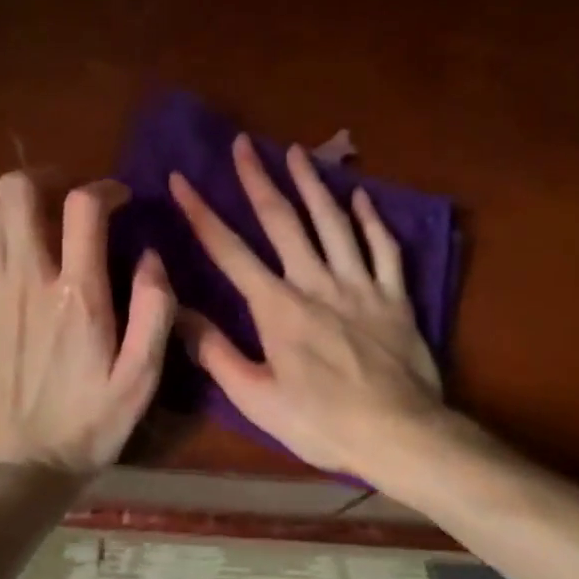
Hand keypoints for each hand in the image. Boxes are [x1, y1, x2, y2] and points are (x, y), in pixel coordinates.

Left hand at [0, 171, 174, 473]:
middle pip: (18, 191)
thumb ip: (154, 311)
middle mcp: (27, 280)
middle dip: (47, 179)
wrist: (12, 474)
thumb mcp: (141, 379)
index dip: (105, 187)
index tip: (120, 200)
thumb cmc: (86, 428)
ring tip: (41, 230)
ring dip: (18, 211)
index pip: (84, 205)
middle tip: (69, 199)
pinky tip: (2, 265)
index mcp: (78, 293)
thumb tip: (151, 256)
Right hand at [168, 135, 443, 474]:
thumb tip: (178, 313)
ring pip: (333, 223)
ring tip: (297, 151)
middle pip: (283, 222)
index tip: (181, 178)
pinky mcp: (395, 296)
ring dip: (312, 184)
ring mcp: (360, 285)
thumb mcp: (257, 399)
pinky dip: (372, 220)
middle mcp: (317, 283)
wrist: (400, 435)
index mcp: (278, 308)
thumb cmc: (322, 423)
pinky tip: (361, 197)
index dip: (202, 213)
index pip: (230, 251)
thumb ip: (216, 353)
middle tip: (243, 143)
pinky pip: (384, 248)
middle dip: (258, 179)